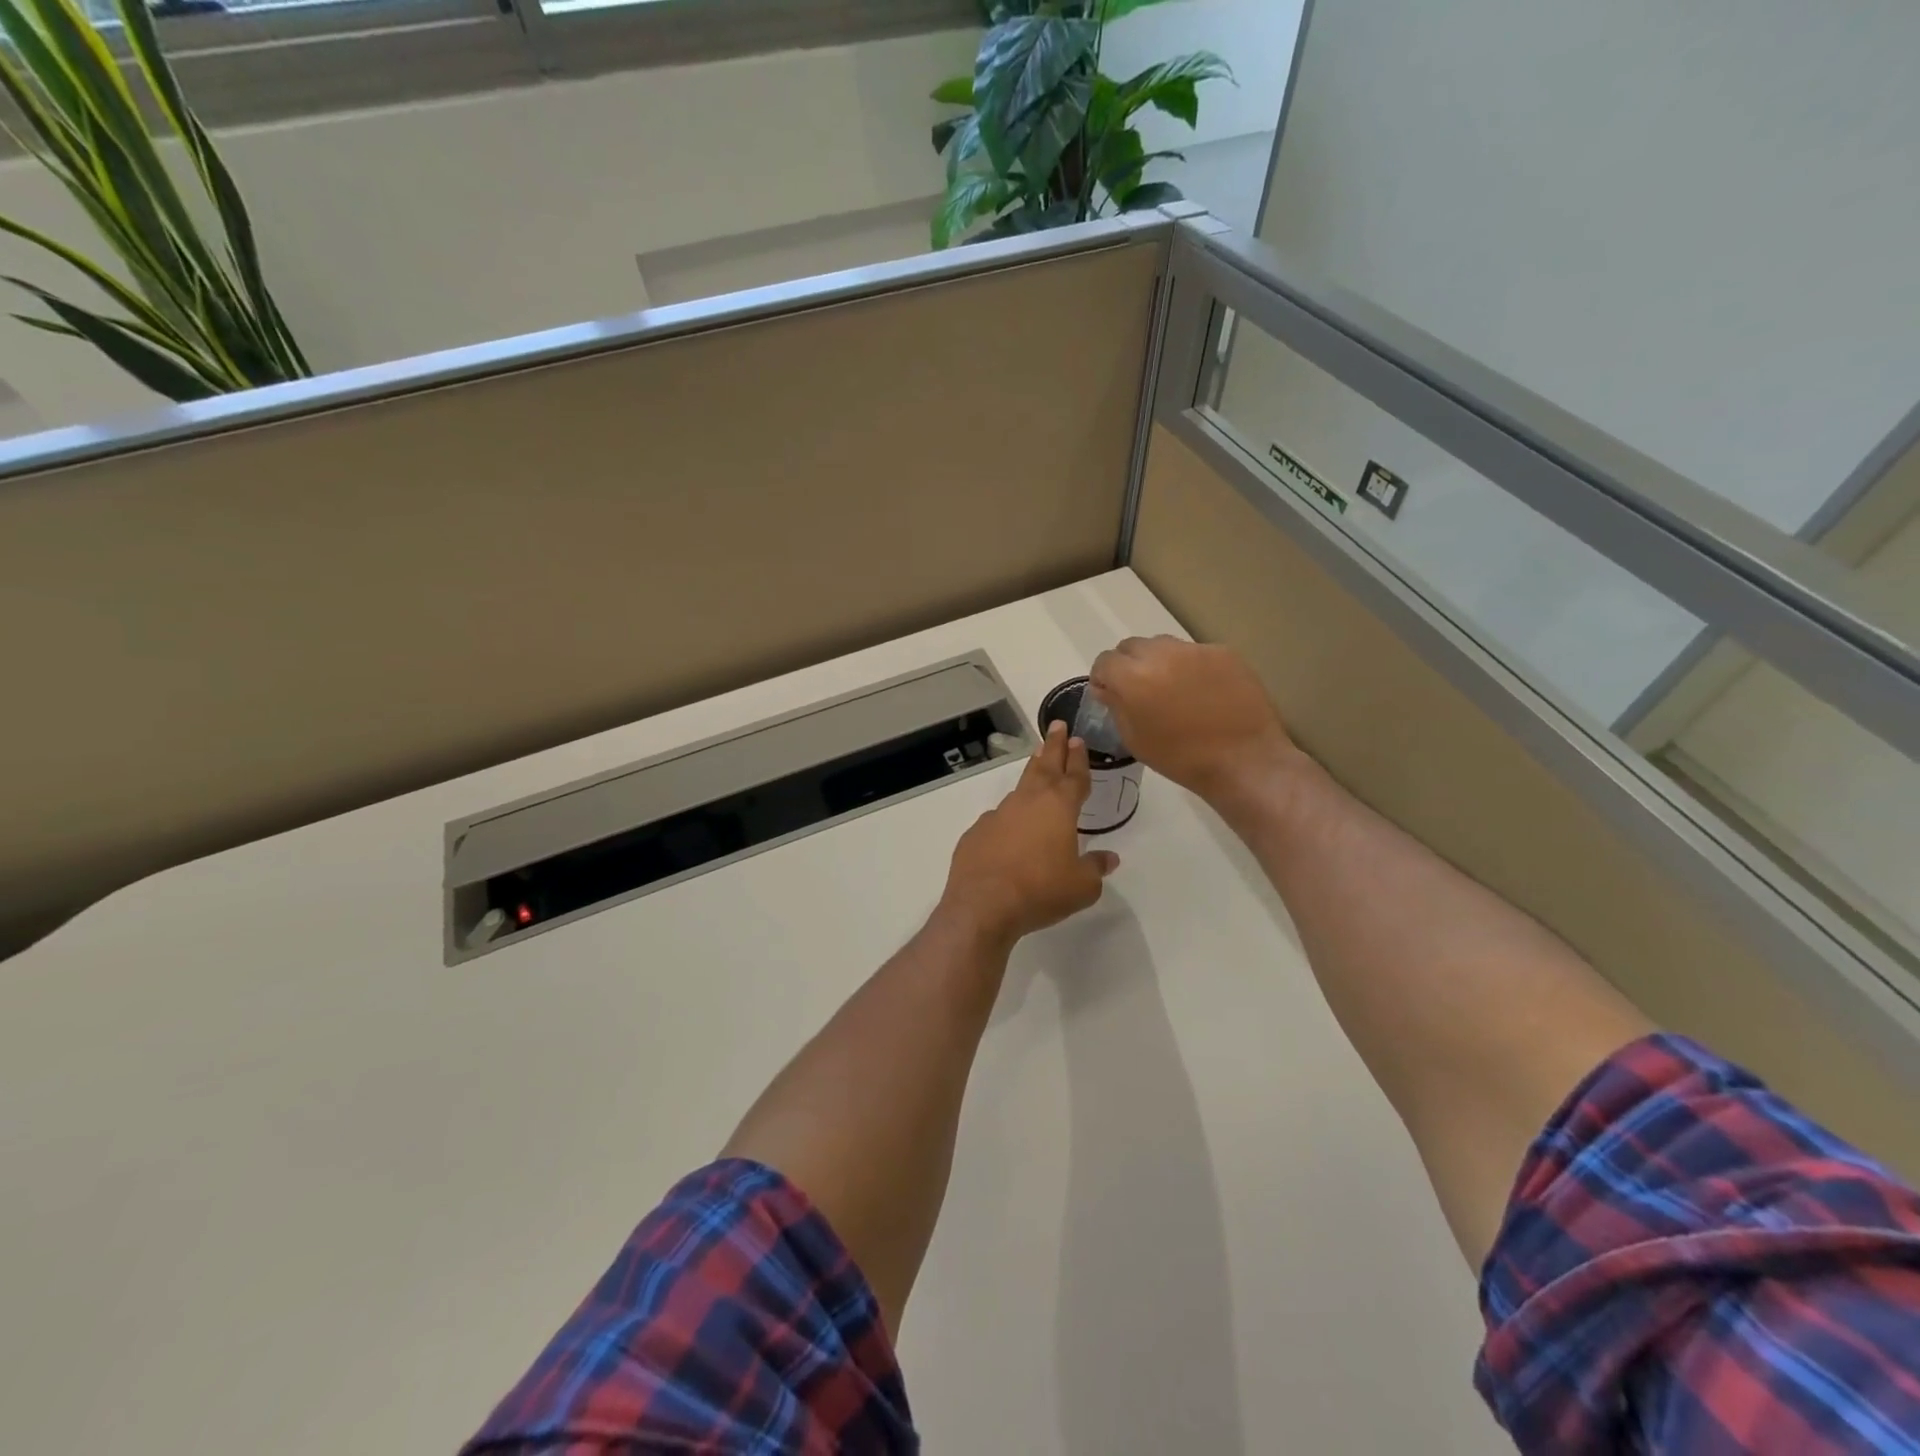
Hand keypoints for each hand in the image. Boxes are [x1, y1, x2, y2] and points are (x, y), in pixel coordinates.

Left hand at [939, 722, 1118, 948]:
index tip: (1078, 740)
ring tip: (1037, 764)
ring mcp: (998, 815)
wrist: (983, 904)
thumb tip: (1108, 858)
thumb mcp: (1082, 886)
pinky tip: (1009, 827)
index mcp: (1059, 807)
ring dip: (1032, 774)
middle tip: (1058, 727)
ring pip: (1020, 788)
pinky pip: (998, 818)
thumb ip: (1095, 868)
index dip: (1079, 758)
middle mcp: (1028, 802)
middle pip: (1044, 767)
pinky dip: (1008, 816)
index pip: (1074, 776)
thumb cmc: (1041, 890)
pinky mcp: (976, 833)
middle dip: (1054, 746)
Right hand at [1088, 636, 1298, 807]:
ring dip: (1158, 662)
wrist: (1243, 760)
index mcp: (1133, 677)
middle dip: (1129, 665)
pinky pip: (1194, 652)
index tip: (1110, 694)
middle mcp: (1161, 654)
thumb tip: (1108, 688)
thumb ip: (1116, 706)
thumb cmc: (1181, 758)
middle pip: (1132, 646)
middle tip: (1140, 691)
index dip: (1103, 678)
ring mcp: (1195, 650)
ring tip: (1172, 689)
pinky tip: (1202, 691)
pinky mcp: (1223, 652)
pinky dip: (1189, 667)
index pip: (1105, 661)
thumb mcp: (1134, 739)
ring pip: (1163, 645)